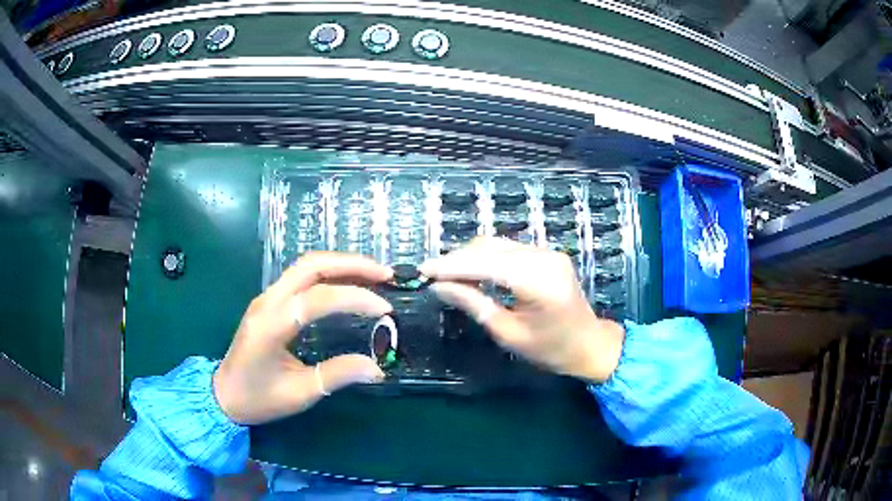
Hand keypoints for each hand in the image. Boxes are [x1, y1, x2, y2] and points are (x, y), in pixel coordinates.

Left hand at [213, 252, 391, 424]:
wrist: (224, 395)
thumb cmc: (258, 399)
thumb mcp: (299, 394)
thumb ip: (337, 375)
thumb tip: (377, 368)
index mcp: (271, 325)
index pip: (317, 299)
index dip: (354, 299)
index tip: (385, 310)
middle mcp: (267, 302)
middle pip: (310, 265)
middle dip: (351, 264)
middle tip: (385, 274)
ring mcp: (267, 298)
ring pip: (306, 265)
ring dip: (341, 264)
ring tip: (374, 274)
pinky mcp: (270, 301)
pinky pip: (301, 276)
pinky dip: (329, 273)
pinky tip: (348, 282)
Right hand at [421, 238, 623, 382]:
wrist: (589, 344)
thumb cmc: (550, 349)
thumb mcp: (508, 333)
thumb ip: (474, 305)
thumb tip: (439, 288)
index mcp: (538, 281)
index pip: (486, 264)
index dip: (451, 265)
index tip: (423, 269)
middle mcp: (544, 257)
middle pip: (490, 248)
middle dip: (457, 259)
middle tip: (431, 274)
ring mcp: (548, 252)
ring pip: (497, 244)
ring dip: (470, 256)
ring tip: (446, 274)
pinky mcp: (547, 254)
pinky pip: (509, 249)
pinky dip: (486, 258)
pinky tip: (471, 271)